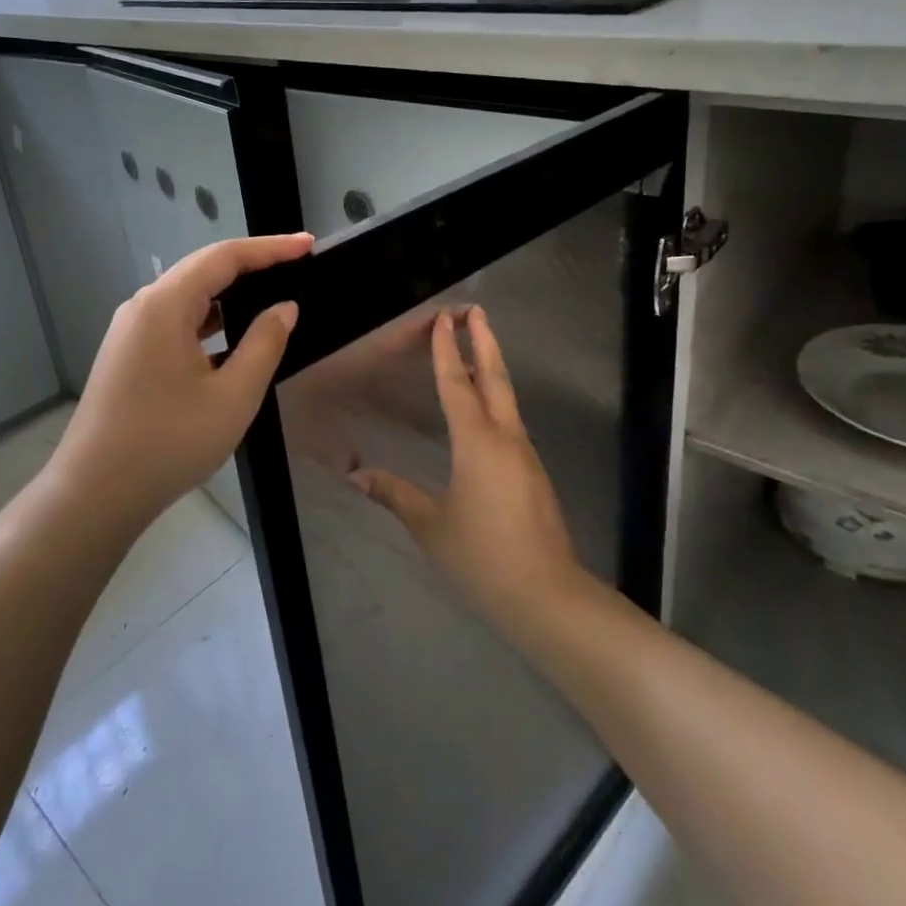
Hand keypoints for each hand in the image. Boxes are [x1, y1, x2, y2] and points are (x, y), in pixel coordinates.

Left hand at [53, 233, 310, 523]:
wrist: (94, 495)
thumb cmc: (168, 443)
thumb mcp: (232, 396)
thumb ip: (264, 344)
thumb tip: (283, 309)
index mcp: (164, 305)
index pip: (224, 257)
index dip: (270, 248)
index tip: (308, 245)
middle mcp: (143, 307)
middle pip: (203, 270)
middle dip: (252, 264)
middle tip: (297, 265)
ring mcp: (131, 331)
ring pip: (188, 296)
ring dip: (231, 292)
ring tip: (272, 294)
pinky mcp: (128, 354)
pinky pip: (176, 320)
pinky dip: (210, 318)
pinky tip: (234, 333)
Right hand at [351, 306, 588, 628]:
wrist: (547, 596)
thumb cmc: (483, 557)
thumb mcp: (431, 527)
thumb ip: (396, 495)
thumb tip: (357, 475)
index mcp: (477, 442)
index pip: (457, 384)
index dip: (448, 350)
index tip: (443, 318)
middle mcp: (505, 437)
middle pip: (494, 377)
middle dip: (483, 340)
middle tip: (474, 310)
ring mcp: (524, 454)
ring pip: (506, 397)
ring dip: (491, 366)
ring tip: (476, 348)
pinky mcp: (532, 472)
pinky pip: (510, 421)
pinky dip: (495, 398)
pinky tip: (485, 408)